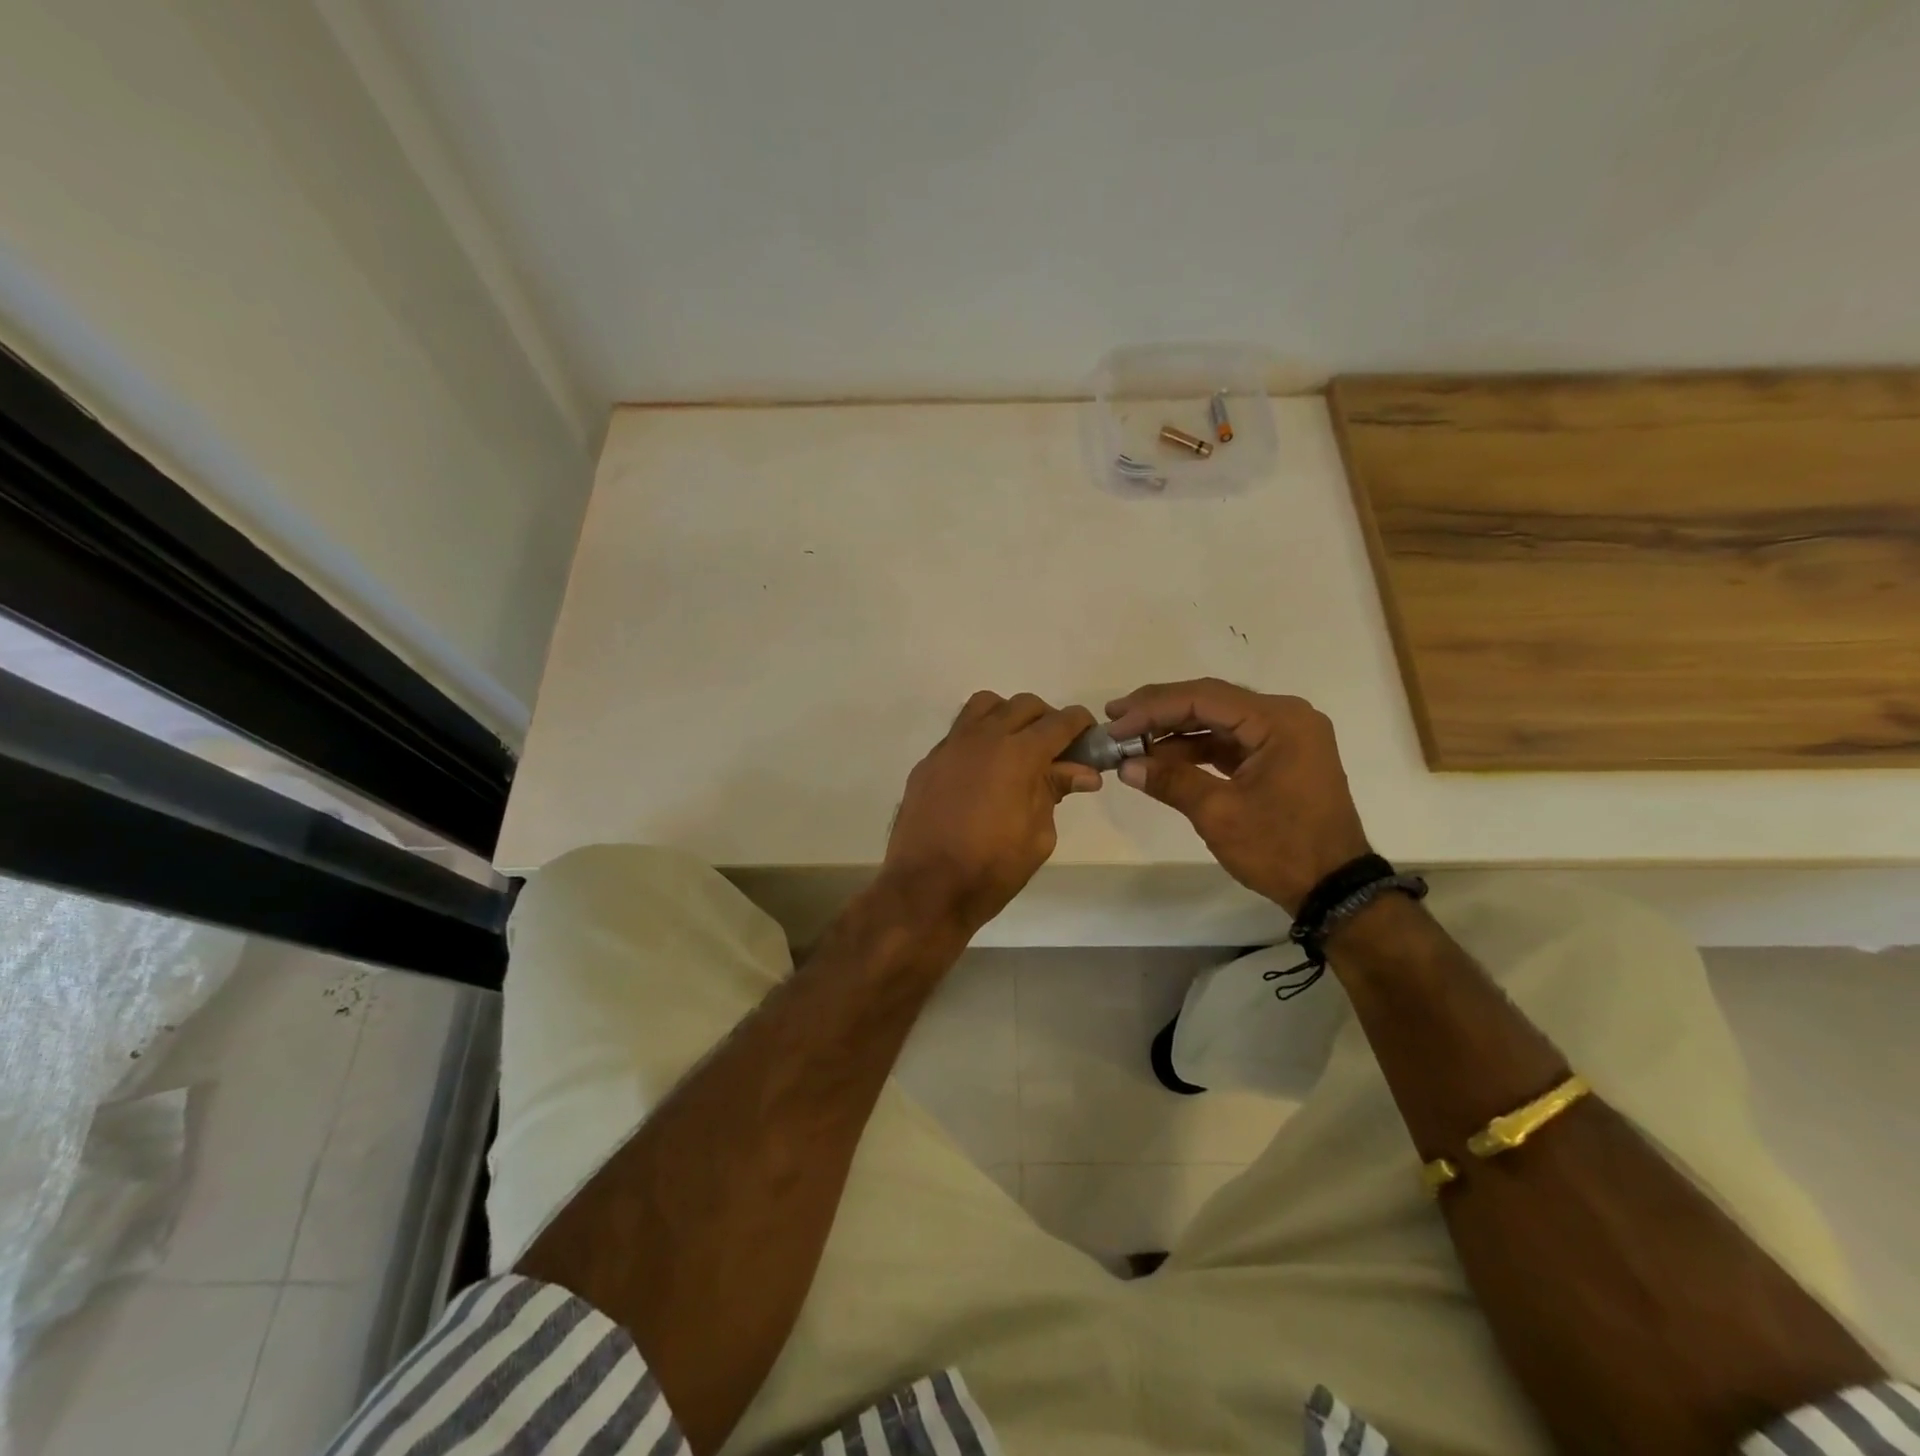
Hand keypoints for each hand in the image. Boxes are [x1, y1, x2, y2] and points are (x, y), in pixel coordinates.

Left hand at [882, 692, 1100, 933]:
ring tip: (1015, 748)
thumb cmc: (992, 869)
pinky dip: (979, 738)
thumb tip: (1083, 772)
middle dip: (1046, 719)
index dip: (1080, 723)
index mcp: (1018, 754)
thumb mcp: (1038, 835)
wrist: (926, 889)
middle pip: (1023, 705)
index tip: (1089, 735)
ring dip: (1008, 717)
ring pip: (985, 706)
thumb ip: (1055, 792)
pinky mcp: (929, 761)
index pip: (1059, 722)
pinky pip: (959, 732)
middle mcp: (983, 738)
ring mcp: (950, 746)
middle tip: (1055, 749)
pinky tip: (982, 772)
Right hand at [1105, 679, 1370, 914]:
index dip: (1153, 708)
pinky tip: (1161, 758)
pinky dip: (1195, 749)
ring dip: (1174, 731)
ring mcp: (1284, 737)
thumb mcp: (1219, 814)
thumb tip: (1126, 765)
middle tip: (1115, 720)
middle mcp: (1285, 716)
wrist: (1334, 889)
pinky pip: (1229, 741)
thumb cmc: (1281, 848)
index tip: (1114, 721)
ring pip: (1217, 721)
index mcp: (1279, 720)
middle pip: (1211, 701)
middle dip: (1160, 712)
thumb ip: (1171, 781)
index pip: (1204, 697)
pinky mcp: (1279, 757)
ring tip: (1131, 742)